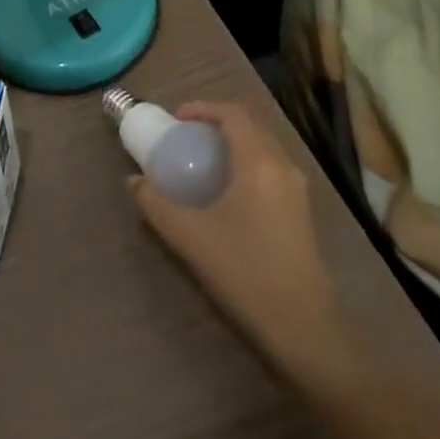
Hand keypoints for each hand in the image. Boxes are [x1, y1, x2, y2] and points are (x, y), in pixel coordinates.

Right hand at [131, 102, 350, 378]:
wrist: (305, 330)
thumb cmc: (246, 273)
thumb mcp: (190, 237)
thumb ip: (156, 204)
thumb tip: (134, 181)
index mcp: (259, 161)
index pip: (232, 114)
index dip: (202, 108)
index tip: (175, 120)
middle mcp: (283, 166)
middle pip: (249, 127)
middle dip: (215, 125)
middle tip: (184, 139)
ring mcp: (297, 190)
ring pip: (262, 149)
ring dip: (232, 146)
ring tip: (201, 164)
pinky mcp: (302, 213)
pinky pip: (270, 170)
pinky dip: (245, 165)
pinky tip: (226, 195)